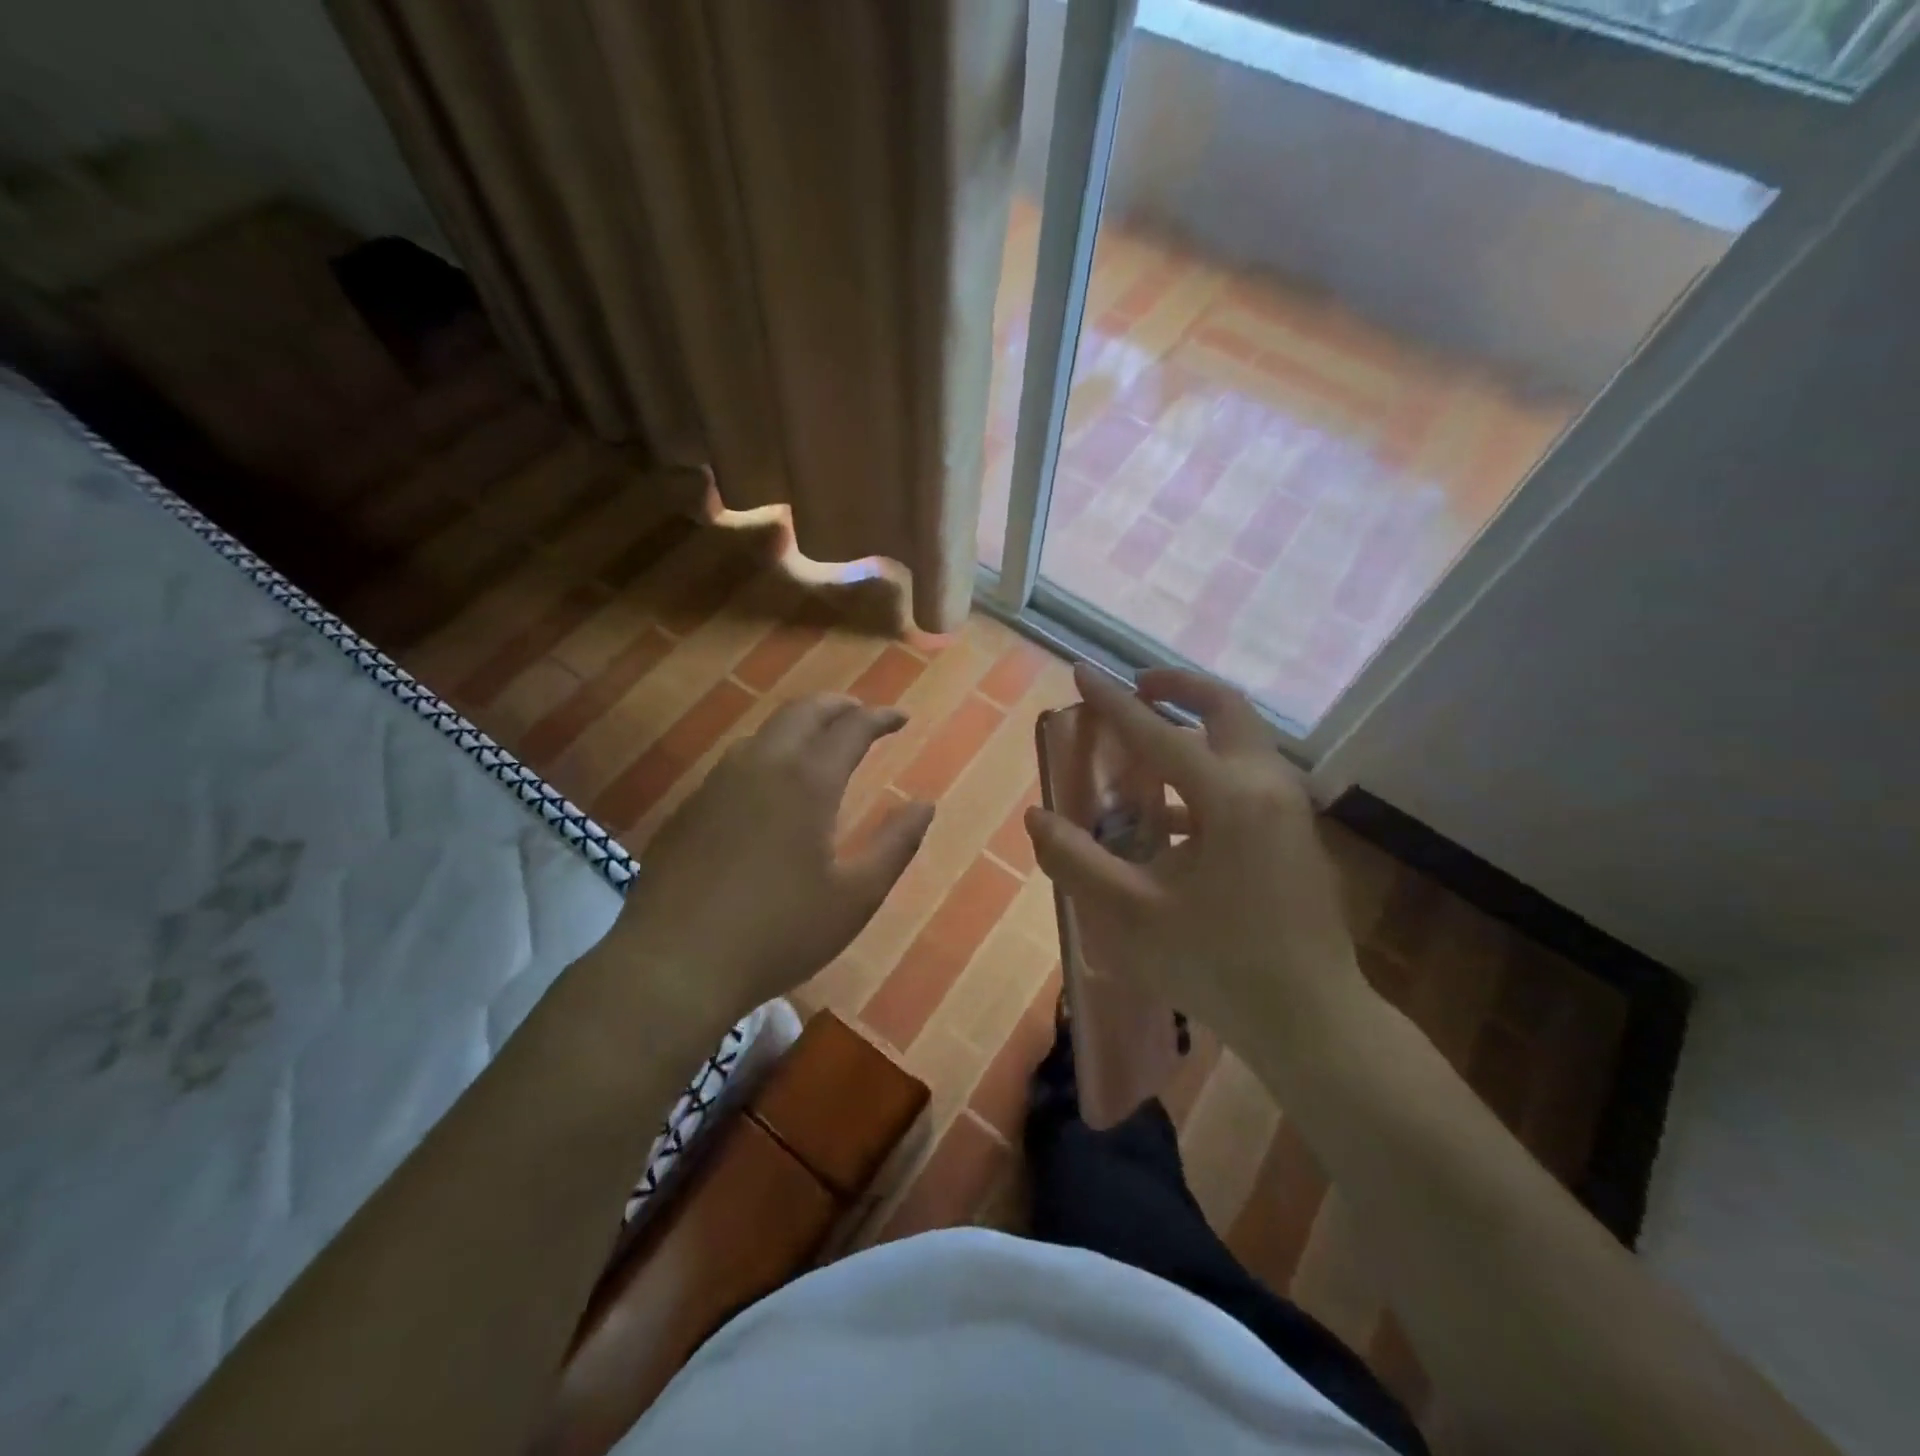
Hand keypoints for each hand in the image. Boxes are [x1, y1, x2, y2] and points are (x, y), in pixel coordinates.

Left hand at [609, 696, 933, 1029]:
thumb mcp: (855, 898)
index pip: (851, 727)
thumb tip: (924, 804)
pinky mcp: (690, 807)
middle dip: (838, 705)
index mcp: (807, 782)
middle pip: (802, 711)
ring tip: (820, 742)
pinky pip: (737, 760)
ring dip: (800, 725)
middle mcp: (761, 766)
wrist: (674, 965)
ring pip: (764, 731)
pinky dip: (768, 752)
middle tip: (862, 714)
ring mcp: (718, 783)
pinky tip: (770, 785)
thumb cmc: (779, 933)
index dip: (880, 718)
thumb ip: (895, 845)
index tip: (901, 719)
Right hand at [1025, 665, 1365, 1061]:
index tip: (1081, 670)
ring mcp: (1290, 810)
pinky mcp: (1296, 836)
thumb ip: (1077, 861)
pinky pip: (1248, 779)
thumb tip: (1037, 817)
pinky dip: (1209, 773)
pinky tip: (1173, 819)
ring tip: (1146, 750)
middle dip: (1178, 687)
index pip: (1157, 733)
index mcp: (1228, 798)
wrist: (1313, 1021)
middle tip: (1137, 687)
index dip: (1112, 702)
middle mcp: (1266, 786)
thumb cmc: (1219, 965)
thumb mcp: (1132, 915)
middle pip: (1225, 709)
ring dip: (1195, 729)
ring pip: (1242, 742)